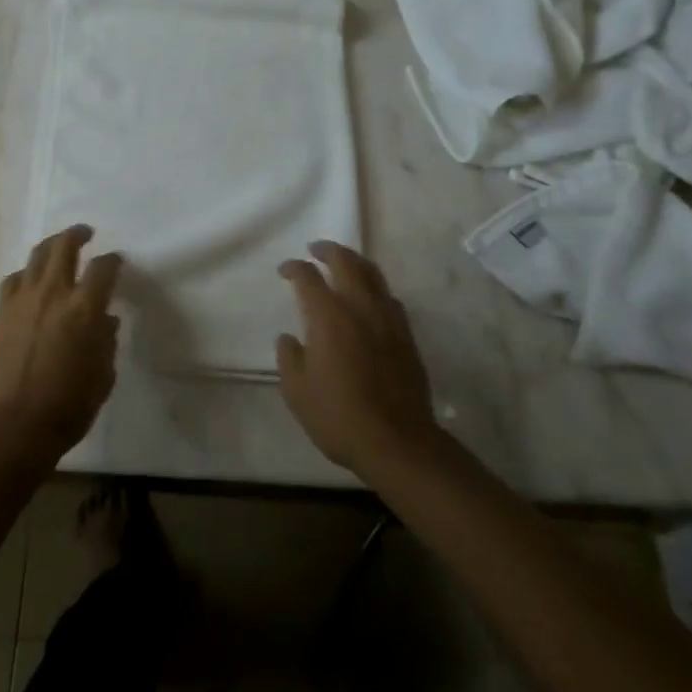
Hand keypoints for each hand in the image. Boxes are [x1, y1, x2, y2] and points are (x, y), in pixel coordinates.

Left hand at [0, 225, 122, 459]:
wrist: (16, 423)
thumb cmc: (70, 404)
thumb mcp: (104, 374)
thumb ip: (106, 340)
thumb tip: (104, 320)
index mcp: (85, 307)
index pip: (103, 268)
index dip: (113, 260)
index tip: (116, 261)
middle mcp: (54, 293)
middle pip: (64, 246)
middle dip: (77, 234)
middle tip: (85, 233)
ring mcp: (23, 299)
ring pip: (36, 256)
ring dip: (50, 246)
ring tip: (58, 247)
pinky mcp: (1, 312)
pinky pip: (14, 280)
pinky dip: (25, 274)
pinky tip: (30, 280)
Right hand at [276, 241, 437, 475]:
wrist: (397, 442)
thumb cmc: (338, 416)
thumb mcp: (297, 391)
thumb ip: (289, 357)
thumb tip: (290, 338)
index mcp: (329, 318)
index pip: (309, 278)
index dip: (294, 268)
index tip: (285, 270)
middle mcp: (360, 308)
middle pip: (346, 263)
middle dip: (328, 250)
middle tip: (315, 249)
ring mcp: (388, 320)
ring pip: (373, 274)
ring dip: (355, 262)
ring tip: (343, 262)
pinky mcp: (406, 336)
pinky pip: (389, 297)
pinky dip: (374, 286)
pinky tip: (369, 297)